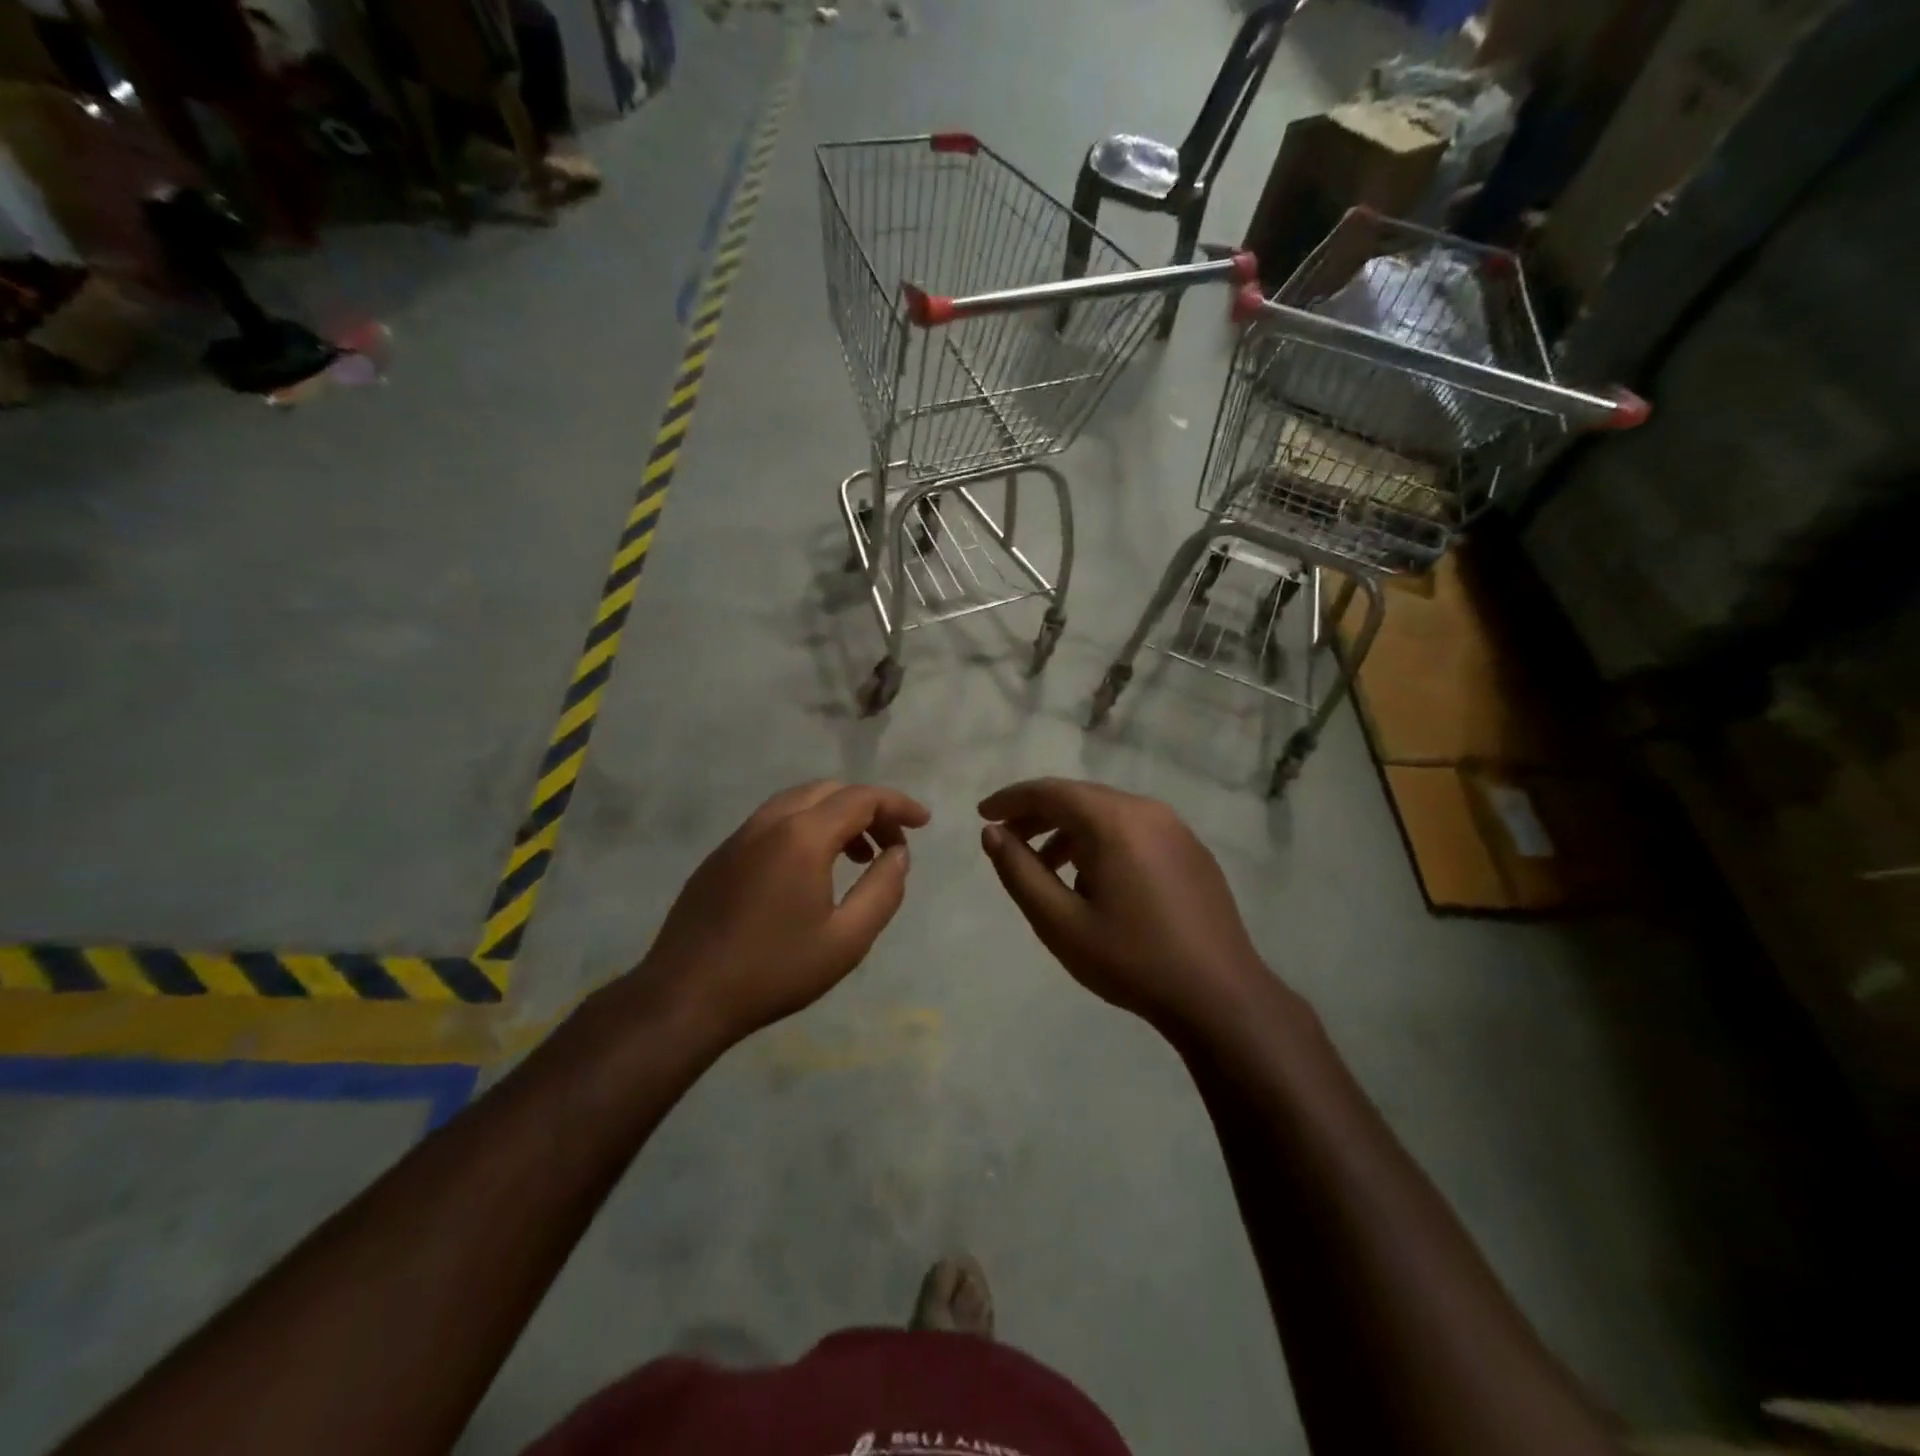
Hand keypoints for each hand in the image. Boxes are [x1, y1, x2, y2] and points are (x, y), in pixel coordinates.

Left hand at [639, 780, 929, 1049]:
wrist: (685, 996)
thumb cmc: (774, 970)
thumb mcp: (847, 940)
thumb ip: (883, 890)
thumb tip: (899, 853)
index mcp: (803, 836)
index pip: (862, 798)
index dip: (898, 804)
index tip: (923, 822)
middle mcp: (770, 822)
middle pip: (830, 791)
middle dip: (868, 808)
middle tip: (891, 844)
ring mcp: (739, 837)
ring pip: (798, 802)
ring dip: (836, 817)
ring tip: (857, 856)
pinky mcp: (720, 856)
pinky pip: (773, 822)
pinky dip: (805, 828)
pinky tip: (810, 870)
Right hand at [979, 778, 1270, 1036]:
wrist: (1220, 996)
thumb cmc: (1132, 960)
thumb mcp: (1060, 923)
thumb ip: (1020, 872)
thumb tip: (992, 834)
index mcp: (1114, 821)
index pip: (1050, 791)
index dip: (1011, 800)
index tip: (983, 814)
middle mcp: (1147, 811)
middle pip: (1079, 797)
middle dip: (1038, 814)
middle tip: (1007, 840)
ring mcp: (1175, 828)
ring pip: (1108, 813)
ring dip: (1070, 830)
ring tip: (1046, 868)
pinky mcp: (1191, 850)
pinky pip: (1134, 830)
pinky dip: (1102, 841)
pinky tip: (1094, 881)